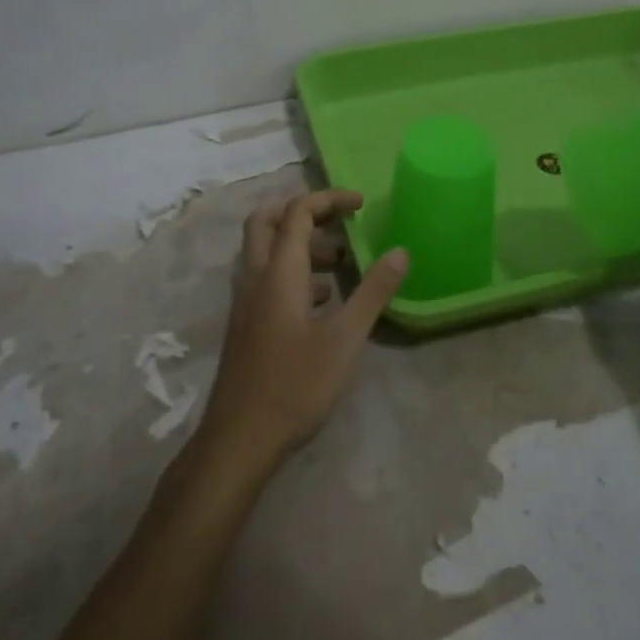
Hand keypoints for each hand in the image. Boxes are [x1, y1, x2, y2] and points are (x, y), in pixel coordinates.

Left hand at [197, 189, 407, 473]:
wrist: (239, 440)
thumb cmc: (295, 385)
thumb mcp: (345, 338)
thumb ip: (373, 292)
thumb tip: (400, 251)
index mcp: (279, 272)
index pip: (297, 212)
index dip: (328, 199)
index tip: (361, 204)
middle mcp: (255, 278)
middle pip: (265, 220)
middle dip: (302, 210)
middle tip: (338, 219)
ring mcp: (245, 302)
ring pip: (264, 251)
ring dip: (299, 244)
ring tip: (341, 263)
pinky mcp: (246, 324)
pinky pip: (266, 278)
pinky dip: (293, 272)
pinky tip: (323, 300)